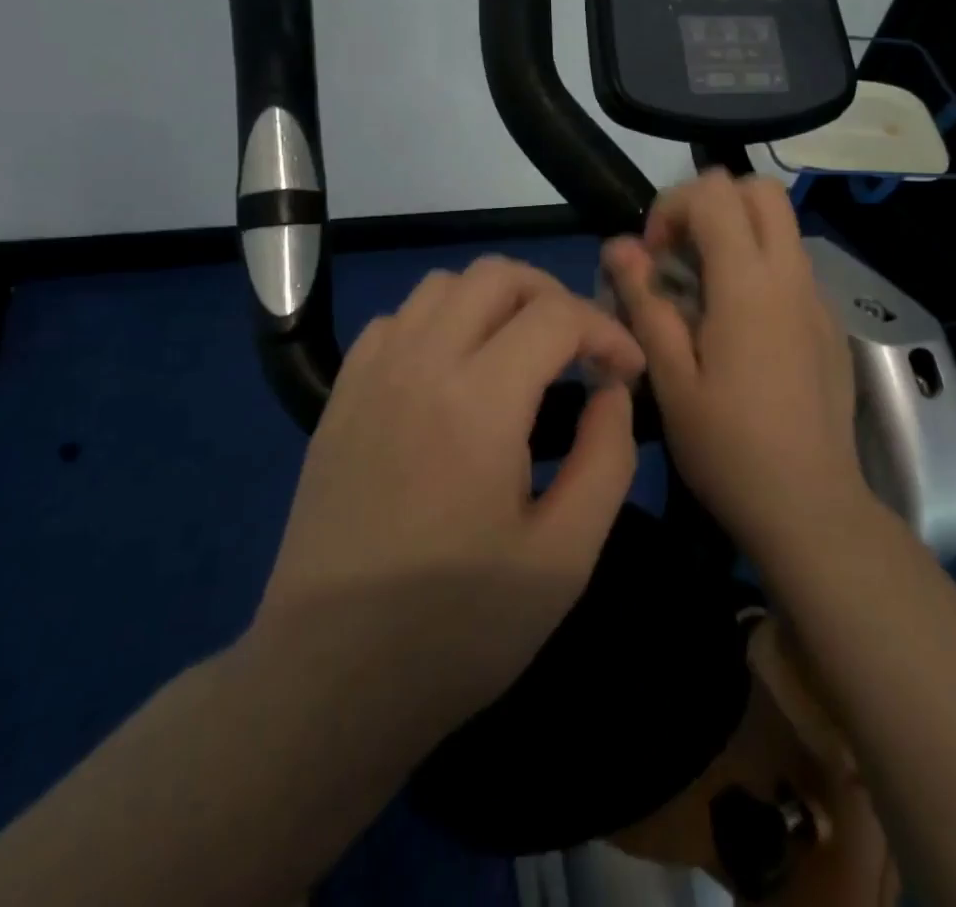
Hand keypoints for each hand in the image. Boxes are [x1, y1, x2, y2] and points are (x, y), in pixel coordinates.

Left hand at [254, 257, 645, 743]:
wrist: (328, 680)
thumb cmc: (457, 628)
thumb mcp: (565, 557)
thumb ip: (607, 458)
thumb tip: (612, 391)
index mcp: (479, 400)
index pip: (557, 314)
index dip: (607, 329)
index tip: (627, 372)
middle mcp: (420, 363)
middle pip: (496, 275)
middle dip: (554, 296)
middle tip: (579, 350)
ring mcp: (371, 375)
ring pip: (442, 286)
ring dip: (495, 302)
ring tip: (521, 354)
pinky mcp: (340, 397)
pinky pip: (397, 320)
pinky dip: (440, 322)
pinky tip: (453, 373)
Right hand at [602, 171, 867, 566]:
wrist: (811, 507)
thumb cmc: (728, 448)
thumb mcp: (670, 378)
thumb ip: (645, 303)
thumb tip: (618, 246)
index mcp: (749, 285)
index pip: (714, 193)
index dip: (672, 207)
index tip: (652, 258)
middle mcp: (791, 276)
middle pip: (760, 190)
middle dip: (710, 204)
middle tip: (678, 256)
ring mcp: (817, 298)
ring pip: (779, 225)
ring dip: (735, 234)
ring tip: (701, 293)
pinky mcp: (828, 323)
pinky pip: (791, 265)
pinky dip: (757, 266)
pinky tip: (736, 328)